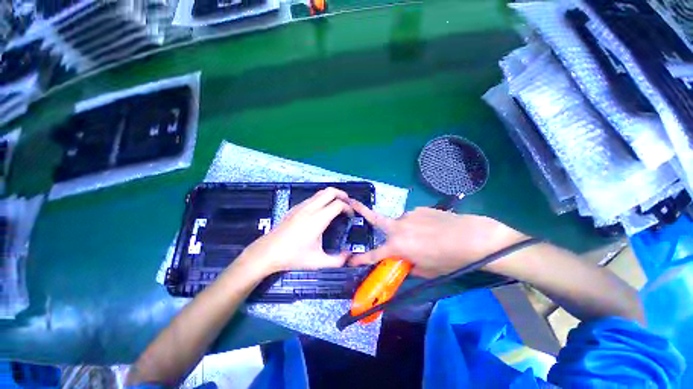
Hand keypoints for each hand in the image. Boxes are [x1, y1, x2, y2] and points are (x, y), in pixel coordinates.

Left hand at [235, 187, 353, 276]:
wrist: (267, 252)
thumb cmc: (293, 256)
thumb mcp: (318, 262)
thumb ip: (337, 260)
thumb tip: (348, 256)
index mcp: (318, 219)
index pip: (338, 204)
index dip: (348, 208)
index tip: (351, 215)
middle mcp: (310, 208)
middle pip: (330, 191)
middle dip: (342, 194)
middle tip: (348, 203)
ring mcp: (301, 206)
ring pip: (321, 192)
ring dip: (332, 196)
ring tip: (337, 205)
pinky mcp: (295, 208)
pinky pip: (312, 197)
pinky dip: (322, 199)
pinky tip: (322, 211)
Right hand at [348, 201, 526, 277]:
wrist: (472, 238)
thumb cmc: (449, 260)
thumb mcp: (427, 270)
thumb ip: (409, 265)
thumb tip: (402, 261)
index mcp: (398, 246)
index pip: (374, 255)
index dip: (361, 259)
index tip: (350, 261)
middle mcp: (398, 227)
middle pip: (376, 220)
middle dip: (362, 210)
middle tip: (352, 202)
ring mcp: (408, 215)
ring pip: (399, 223)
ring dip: (404, 230)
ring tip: (423, 236)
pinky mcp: (419, 209)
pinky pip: (412, 218)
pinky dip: (416, 224)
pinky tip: (431, 228)